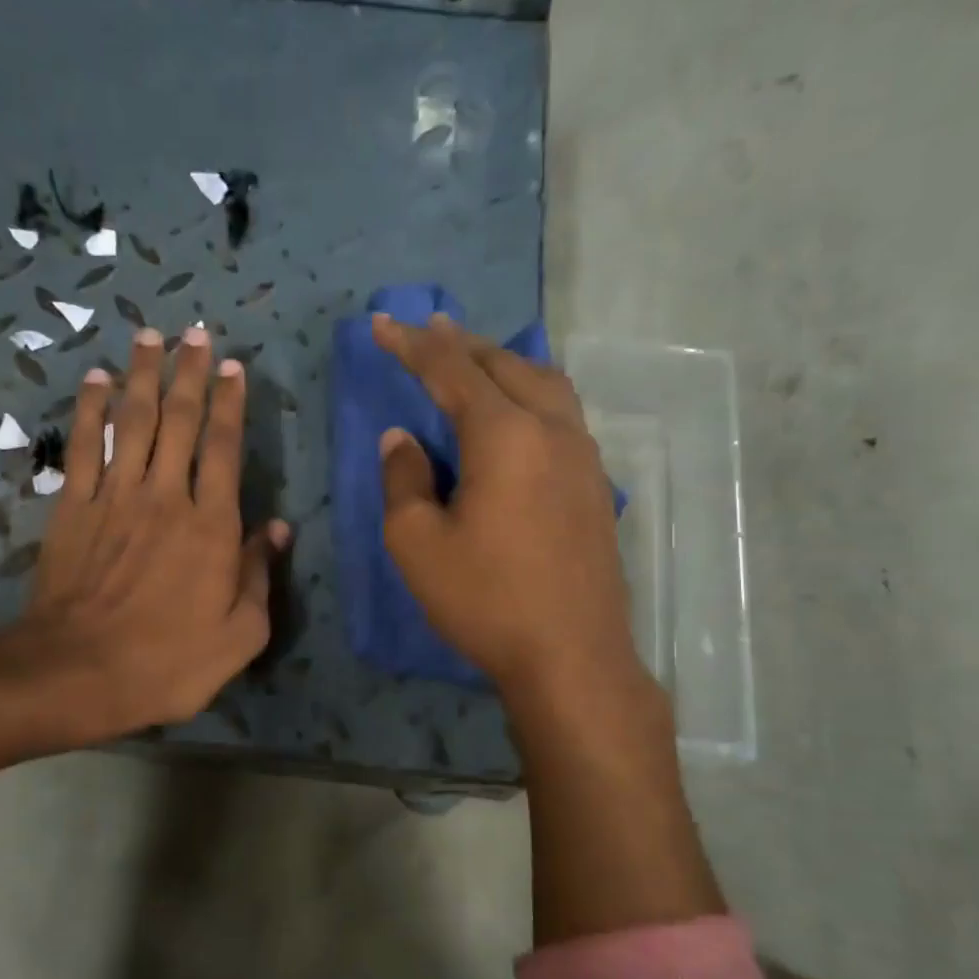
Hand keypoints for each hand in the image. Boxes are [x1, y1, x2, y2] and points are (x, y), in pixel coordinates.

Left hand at [22, 324, 288, 732]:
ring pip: (132, 422)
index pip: (225, 448)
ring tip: (149, 337)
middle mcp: (165, 496)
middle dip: (190, 373)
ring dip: (142, 376)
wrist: (80, 672)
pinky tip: (94, 382)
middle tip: (195, 334)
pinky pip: (83, 447)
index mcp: (211, 525)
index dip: (232, 404)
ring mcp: (115, 498)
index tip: (235, 367)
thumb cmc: (170, 661)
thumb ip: (259, 576)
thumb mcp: (240, 635)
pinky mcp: (74, 509)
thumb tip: (277, 529)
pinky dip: (89, 411)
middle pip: (180, 421)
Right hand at [375, 314, 715, 940]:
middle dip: (461, 343)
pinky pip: (561, 413)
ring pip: (544, 383)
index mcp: (504, 434)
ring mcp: (582, 456)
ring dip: (503, 363)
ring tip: (474, 359)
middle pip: (504, 365)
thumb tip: (403, 440)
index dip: (413, 344)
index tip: (383, 322)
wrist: (571, 656)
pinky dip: (530, 393)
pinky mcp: (595, 485)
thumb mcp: (417, 544)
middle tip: (428, 328)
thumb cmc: (486, 600)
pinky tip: (517, 411)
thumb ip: (404, 480)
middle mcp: (551, 429)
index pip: (451, 370)